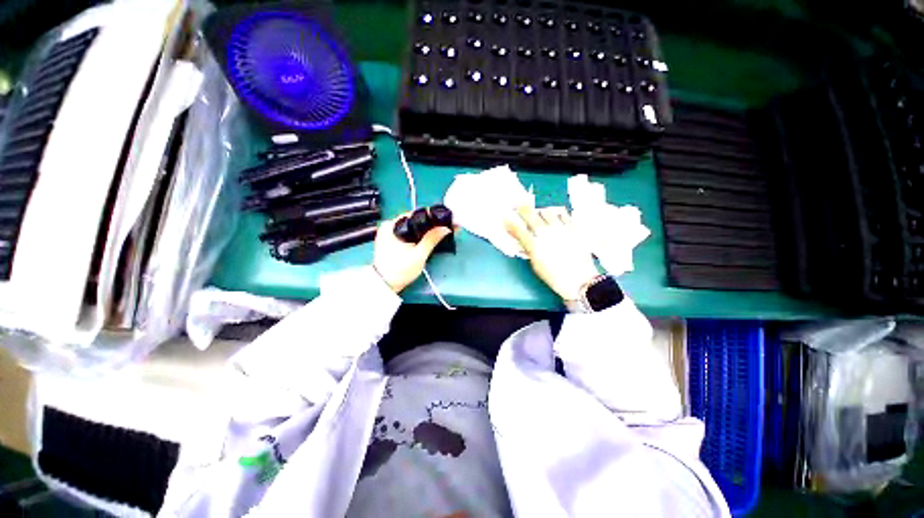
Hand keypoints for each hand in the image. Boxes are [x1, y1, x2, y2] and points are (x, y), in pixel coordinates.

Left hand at [373, 215, 453, 292]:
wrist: (385, 285)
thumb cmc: (399, 271)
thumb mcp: (419, 255)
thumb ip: (432, 240)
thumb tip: (445, 228)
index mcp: (392, 225)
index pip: (415, 214)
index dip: (431, 217)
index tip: (445, 220)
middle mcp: (388, 226)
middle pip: (414, 220)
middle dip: (429, 223)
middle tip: (445, 228)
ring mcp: (388, 233)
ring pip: (411, 226)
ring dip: (424, 229)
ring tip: (439, 233)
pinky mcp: (390, 240)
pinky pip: (407, 232)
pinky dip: (417, 235)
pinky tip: (426, 239)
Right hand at [505, 206, 599, 300]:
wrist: (581, 281)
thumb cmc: (555, 277)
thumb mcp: (536, 265)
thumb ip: (529, 250)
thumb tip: (524, 240)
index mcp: (534, 245)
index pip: (518, 229)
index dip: (510, 222)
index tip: (506, 218)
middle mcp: (546, 233)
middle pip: (530, 214)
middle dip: (522, 209)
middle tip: (519, 205)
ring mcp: (561, 228)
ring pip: (547, 211)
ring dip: (540, 211)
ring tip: (540, 213)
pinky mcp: (573, 228)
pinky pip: (564, 214)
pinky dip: (557, 213)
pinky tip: (556, 215)